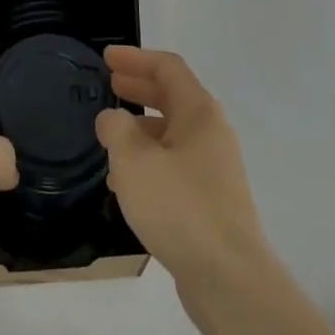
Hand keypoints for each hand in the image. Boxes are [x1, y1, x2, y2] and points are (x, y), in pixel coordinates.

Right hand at [96, 47, 273, 321]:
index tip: (106, 57)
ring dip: (141, 128)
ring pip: (172, 134)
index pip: (167, 68)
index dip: (135, 58)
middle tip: (108, 84)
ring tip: (109, 136)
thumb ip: (117, 130)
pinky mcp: (210, 201)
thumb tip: (112, 118)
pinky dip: (149, 161)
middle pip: (172, 97)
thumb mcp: (135, 162)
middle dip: (139, 88)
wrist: (228, 278)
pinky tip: (125, 183)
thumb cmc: (180, 207)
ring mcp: (213, 168)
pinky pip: (174, 166)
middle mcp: (211, 133)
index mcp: (199, 112)